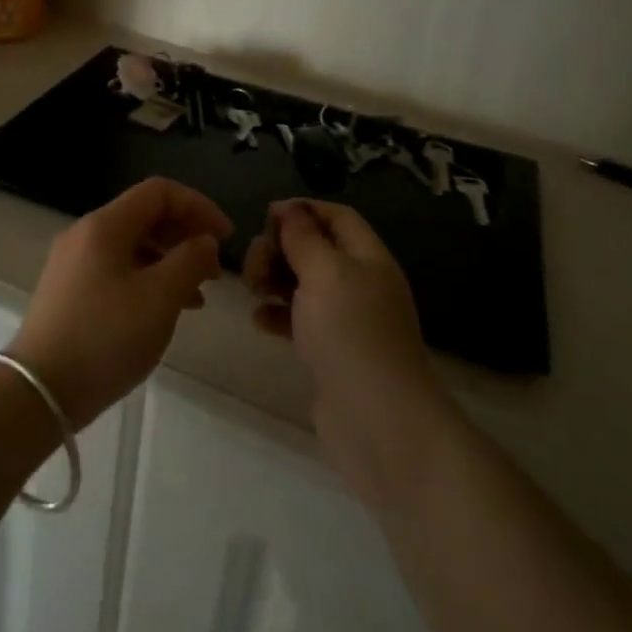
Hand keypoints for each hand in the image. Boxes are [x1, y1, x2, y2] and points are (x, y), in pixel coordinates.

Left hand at [8, 178, 231, 428]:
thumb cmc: (105, 337)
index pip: (160, 192)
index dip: (199, 206)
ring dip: (170, 260)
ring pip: (133, 245)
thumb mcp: (160, 298)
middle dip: (185, 235)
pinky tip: (166, 310)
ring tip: (198, 295)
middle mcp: (86, 234)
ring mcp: (74, 263)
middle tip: (214, 268)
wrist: (39, 392)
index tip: (226, 237)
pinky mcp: (70, 291)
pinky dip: (148, 279)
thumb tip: (204, 241)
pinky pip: (118, 269)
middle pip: (145, 216)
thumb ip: (190, 261)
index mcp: (105, 225)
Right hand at [244, 201, 446, 506]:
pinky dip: (277, 314)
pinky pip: (299, 320)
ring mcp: (347, 321)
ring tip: (252, 290)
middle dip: (280, 248)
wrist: (378, 422)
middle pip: (316, 248)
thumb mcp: (325, 273)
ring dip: (274, 279)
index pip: (337, 216)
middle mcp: (360, 284)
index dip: (302, 210)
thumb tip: (288, 209)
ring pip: (304, 284)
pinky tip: (259, 320)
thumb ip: (304, 238)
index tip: (265, 218)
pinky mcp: (331, 352)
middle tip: (254, 266)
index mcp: (368, 258)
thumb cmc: (351, 335)